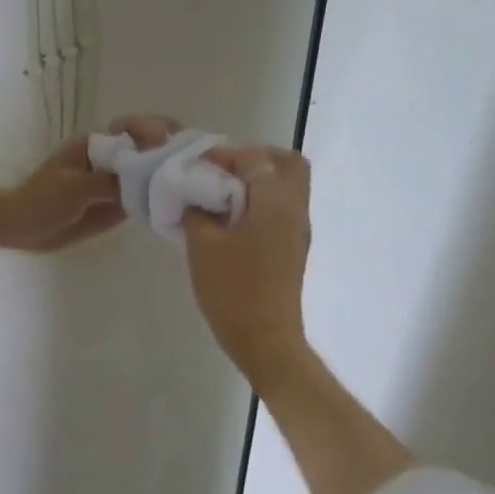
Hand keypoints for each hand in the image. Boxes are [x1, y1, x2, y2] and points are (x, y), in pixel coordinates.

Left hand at [0, 114, 182, 251]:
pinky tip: (180, 204)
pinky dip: (160, 198)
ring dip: (171, 174)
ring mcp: (116, 181)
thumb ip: (108, 182)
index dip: (154, 129)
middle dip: (172, 148)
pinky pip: (144, 197)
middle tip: (195, 159)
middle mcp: (111, 159)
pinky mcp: (118, 204)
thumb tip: (144, 179)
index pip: (132, 127)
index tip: (168, 140)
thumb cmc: (41, 201)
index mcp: (96, 145)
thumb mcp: (73, 189)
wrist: (22, 229)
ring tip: (197, 181)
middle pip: (148, 146)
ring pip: (150, 172)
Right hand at [182, 145, 312, 387]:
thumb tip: (196, 199)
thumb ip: (197, 213)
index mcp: (275, 202)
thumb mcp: (202, 246)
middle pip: (288, 164)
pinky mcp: (293, 247)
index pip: (255, 159)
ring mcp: (298, 230)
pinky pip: (283, 207)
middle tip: (222, 169)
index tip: (197, 164)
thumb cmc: (232, 289)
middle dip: (255, 158)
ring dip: (259, 179)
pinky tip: (231, 218)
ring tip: (222, 193)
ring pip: (289, 186)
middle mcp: (295, 209)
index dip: (225, 155)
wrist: (265, 338)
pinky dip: (261, 200)